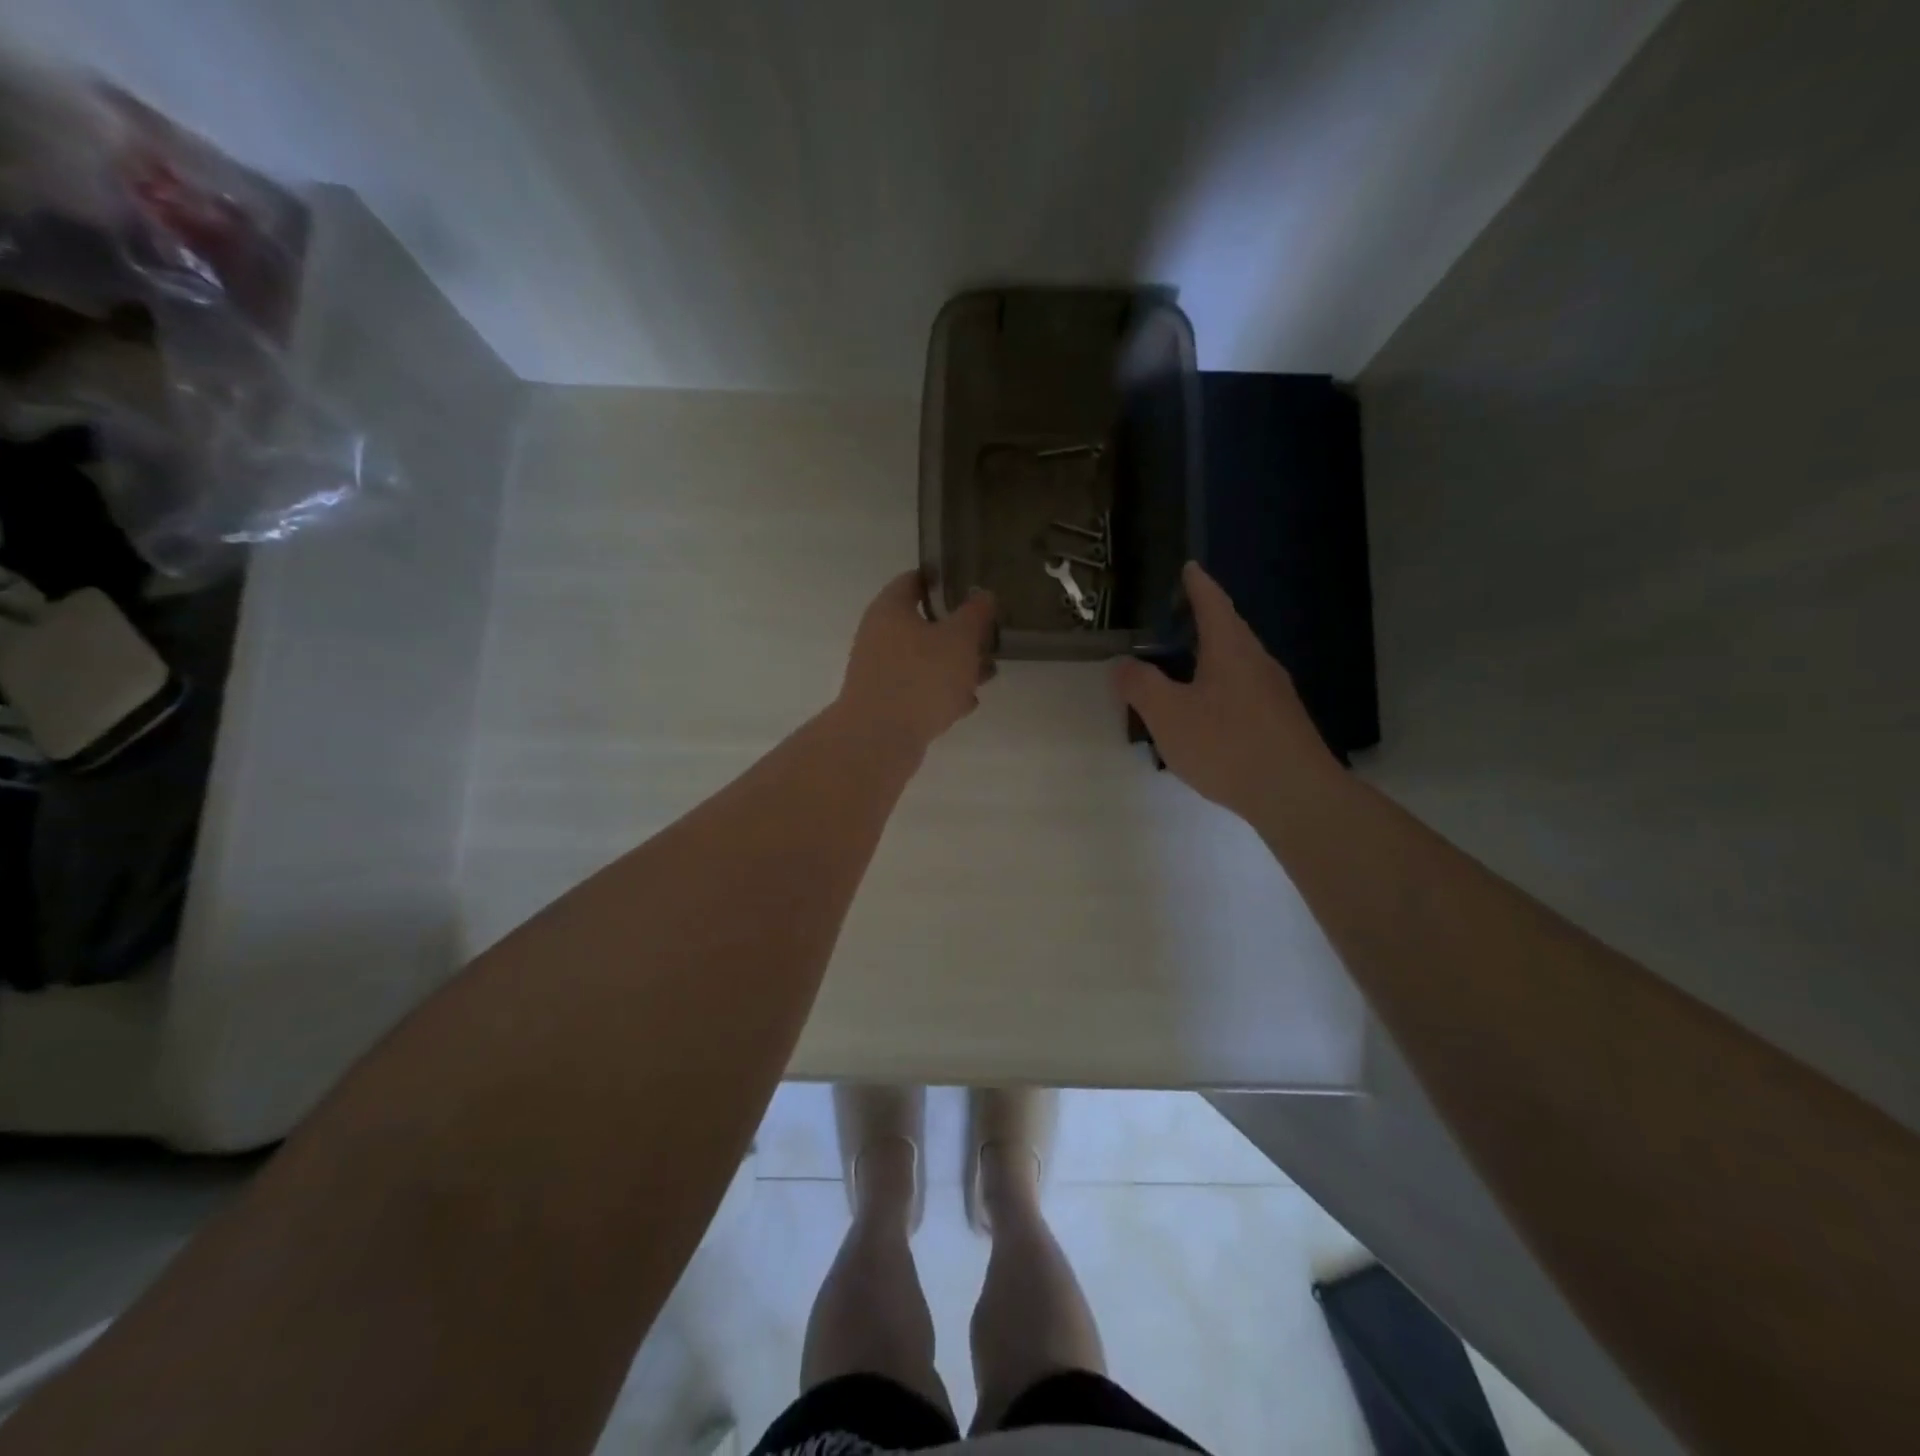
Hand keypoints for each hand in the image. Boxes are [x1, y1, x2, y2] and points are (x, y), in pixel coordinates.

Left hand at [838, 570, 997, 756]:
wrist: (880, 739)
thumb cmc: (921, 677)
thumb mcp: (959, 639)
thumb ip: (975, 614)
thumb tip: (983, 595)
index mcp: (890, 609)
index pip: (915, 580)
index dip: (944, 579)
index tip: (972, 586)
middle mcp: (879, 636)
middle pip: (923, 624)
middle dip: (958, 632)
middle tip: (988, 637)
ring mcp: (880, 672)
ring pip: (924, 660)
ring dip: (955, 666)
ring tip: (987, 674)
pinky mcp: (886, 703)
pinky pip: (919, 690)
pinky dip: (941, 693)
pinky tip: (966, 704)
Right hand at [1112, 562, 1335, 816]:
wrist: (1295, 794)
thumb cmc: (1227, 745)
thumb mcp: (1168, 715)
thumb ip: (1140, 686)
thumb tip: (1122, 664)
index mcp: (1230, 649)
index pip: (1213, 603)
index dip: (1197, 584)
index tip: (1189, 567)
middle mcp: (1257, 661)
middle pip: (1228, 630)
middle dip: (1202, 621)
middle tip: (1173, 619)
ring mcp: (1273, 692)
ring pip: (1236, 663)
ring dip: (1209, 657)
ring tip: (1181, 667)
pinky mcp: (1280, 721)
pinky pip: (1242, 690)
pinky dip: (1219, 686)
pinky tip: (1205, 713)